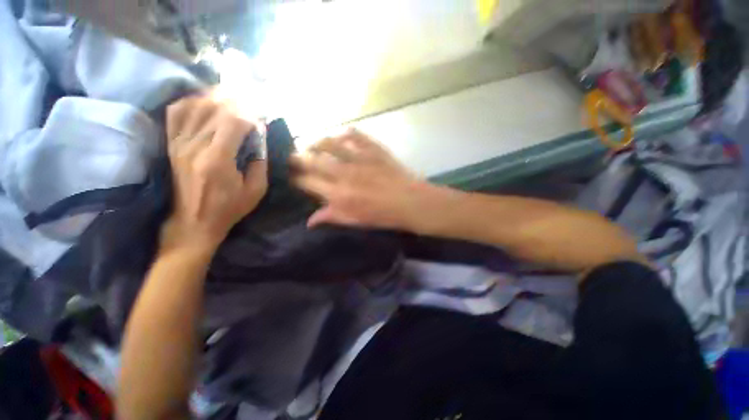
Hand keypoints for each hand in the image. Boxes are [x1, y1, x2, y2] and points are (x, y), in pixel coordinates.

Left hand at [162, 93, 267, 251]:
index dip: (250, 116)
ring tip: (231, 98)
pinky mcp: (171, 145)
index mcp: (218, 160)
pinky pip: (176, 113)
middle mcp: (194, 146)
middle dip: (236, 103)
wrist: (194, 221)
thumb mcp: (256, 190)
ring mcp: (179, 143)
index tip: (260, 120)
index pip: (233, 122)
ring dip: (215, 98)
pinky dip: (190, 102)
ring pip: (195, 106)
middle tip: (251, 104)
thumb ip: (260, 162)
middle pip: (214, 110)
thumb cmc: (229, 208)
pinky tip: (204, 102)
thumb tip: (259, 139)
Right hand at [291, 129, 444, 231]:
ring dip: (316, 142)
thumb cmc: (383, 215)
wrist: (410, 202)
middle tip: (293, 156)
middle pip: (313, 160)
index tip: (291, 176)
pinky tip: (340, 136)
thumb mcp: (356, 221)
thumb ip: (331, 217)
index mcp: (339, 194)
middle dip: (298, 157)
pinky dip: (345, 133)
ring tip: (311, 144)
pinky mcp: (373, 149)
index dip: (295, 178)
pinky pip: (354, 135)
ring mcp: (359, 158)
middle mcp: (344, 174)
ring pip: (329, 143)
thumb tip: (309, 221)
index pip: (308, 182)